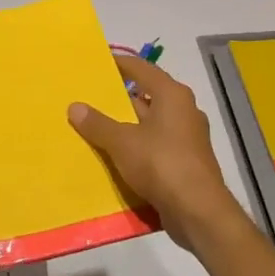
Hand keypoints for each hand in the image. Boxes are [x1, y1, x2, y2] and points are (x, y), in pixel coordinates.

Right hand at [68, 56, 245, 251]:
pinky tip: (115, 159)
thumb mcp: (123, 142)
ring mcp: (187, 138)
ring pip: (149, 125)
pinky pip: (155, 148)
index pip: (142, 69)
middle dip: (118, 100)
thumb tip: (75, 106)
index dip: (119, 64)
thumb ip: (98, 123)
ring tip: (95, 130)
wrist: (198, 212)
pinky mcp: (186, 163)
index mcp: (172, 95)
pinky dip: (137, 150)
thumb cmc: (162, 164)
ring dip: (126, 128)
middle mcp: (183, 111)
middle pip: (146, 97)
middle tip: (89, 99)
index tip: (97, 63)